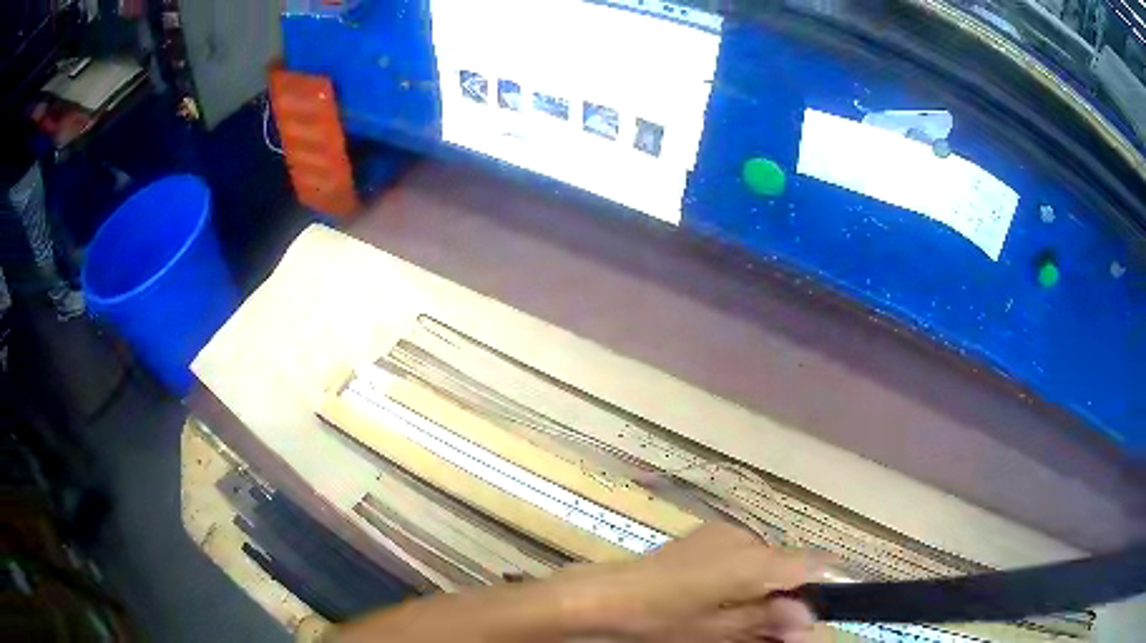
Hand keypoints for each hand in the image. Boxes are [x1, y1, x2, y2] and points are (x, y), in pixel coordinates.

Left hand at [548, 522, 827, 641]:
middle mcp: (746, 537)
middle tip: (772, 632)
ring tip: (742, 619)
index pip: (810, 564)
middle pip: (787, 566)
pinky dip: (745, 578)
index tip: (808, 619)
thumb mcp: (717, 628)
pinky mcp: (707, 535)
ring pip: (765, 562)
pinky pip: (743, 555)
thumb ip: (767, 619)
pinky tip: (723, 601)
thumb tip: (810, 619)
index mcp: (754, 560)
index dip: (818, 590)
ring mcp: (724, 533)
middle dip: (786, 598)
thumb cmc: (662, 618)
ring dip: (764, 589)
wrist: (606, 595)